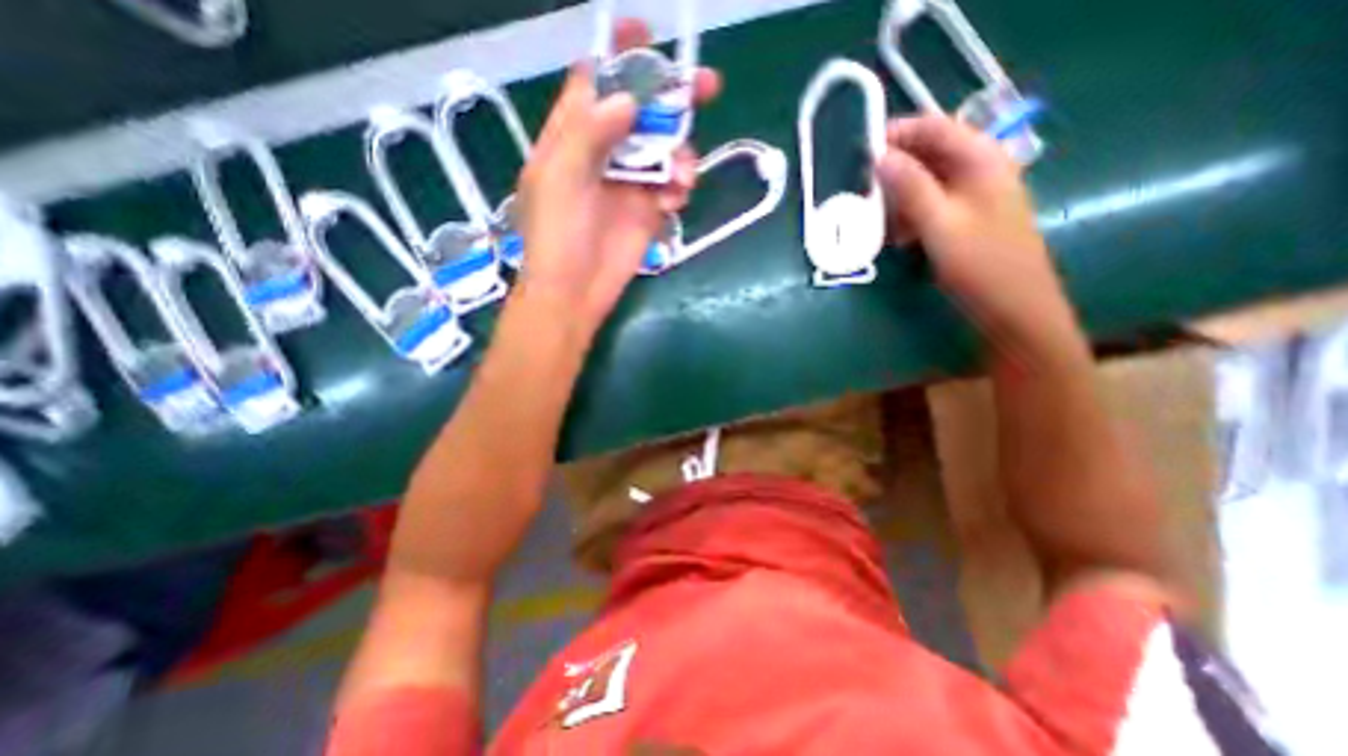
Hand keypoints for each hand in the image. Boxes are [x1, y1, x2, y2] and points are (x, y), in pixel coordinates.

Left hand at [512, 19, 720, 343]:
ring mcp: (629, 183)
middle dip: (670, 97)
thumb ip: (588, 133)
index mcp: (572, 136)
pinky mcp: (649, 210)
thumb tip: (626, 101)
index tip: (647, 34)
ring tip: (680, 177)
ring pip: (664, 149)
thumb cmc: (557, 237)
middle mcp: (604, 153)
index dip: (620, 57)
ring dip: (679, 154)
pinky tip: (675, 200)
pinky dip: (679, 186)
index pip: (596, 83)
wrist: (575, 293)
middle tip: (705, 86)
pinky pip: (673, 186)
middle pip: (641, 112)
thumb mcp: (560, 179)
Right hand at [881, 116, 1080, 350]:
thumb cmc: (980, 263)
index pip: (932, 128)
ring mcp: (970, 196)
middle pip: (926, 155)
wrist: (1012, 307)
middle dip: (891, 168)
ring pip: (923, 182)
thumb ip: (910, 187)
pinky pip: (927, 206)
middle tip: (858, 187)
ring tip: (870, 214)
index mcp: (980, 158)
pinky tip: (892, 235)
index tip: (859, 152)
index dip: (895, 134)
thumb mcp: (940, 223)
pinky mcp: (962, 219)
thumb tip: (878, 157)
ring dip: (895, 196)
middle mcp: (977, 169)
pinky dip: (906, 215)